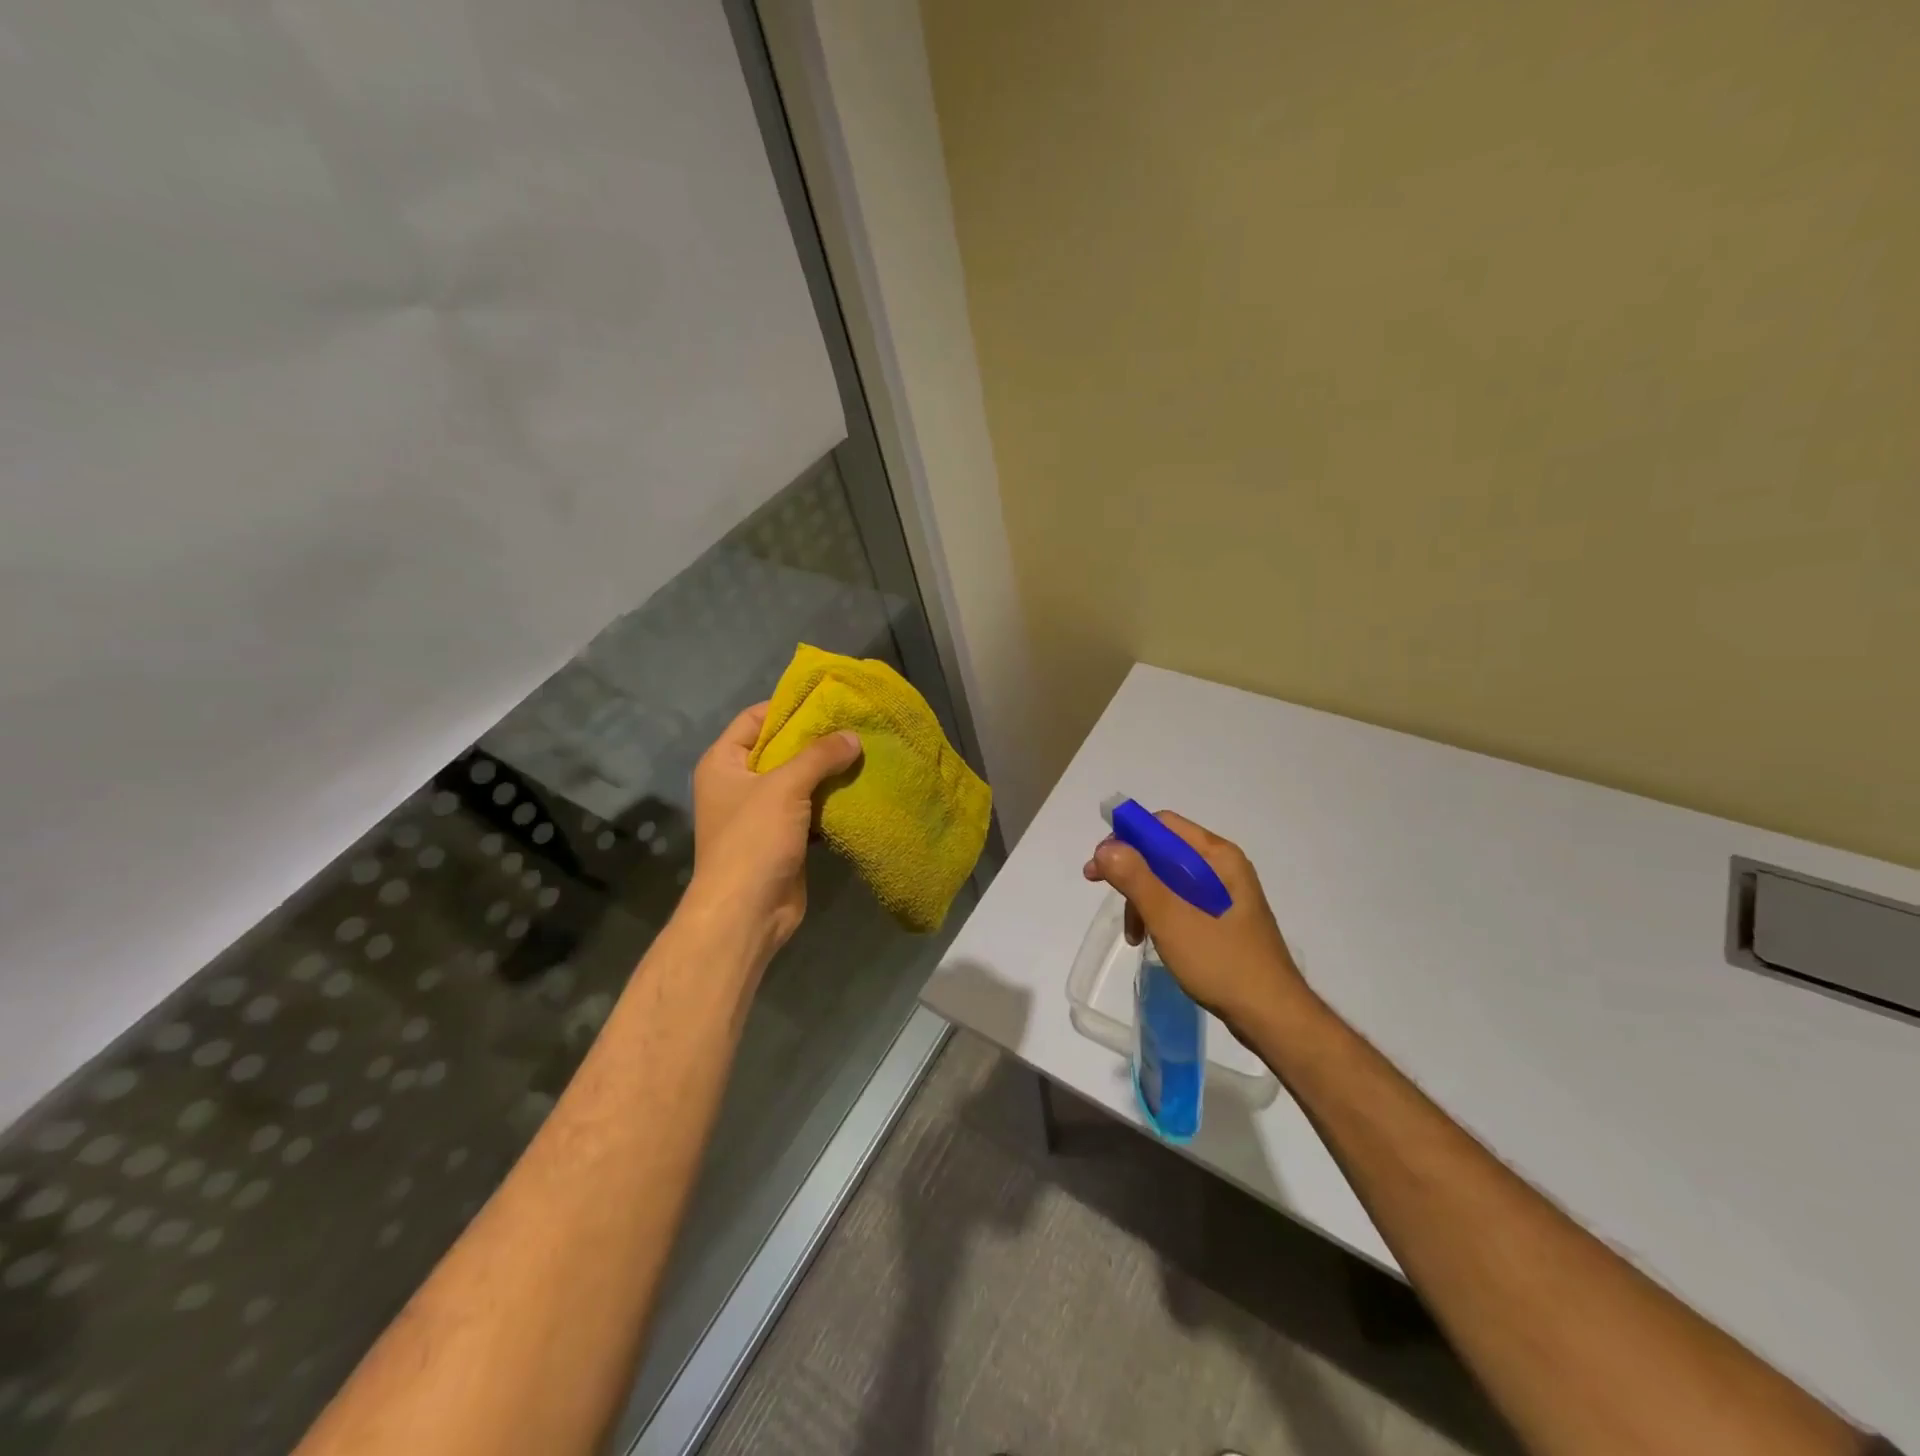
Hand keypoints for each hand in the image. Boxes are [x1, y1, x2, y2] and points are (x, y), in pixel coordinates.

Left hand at [686, 702, 862, 959]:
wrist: (746, 912)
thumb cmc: (753, 840)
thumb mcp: (785, 787)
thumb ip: (819, 755)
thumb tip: (852, 736)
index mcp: (724, 762)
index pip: (754, 719)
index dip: (788, 707)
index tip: (827, 700)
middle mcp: (739, 783)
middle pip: (780, 749)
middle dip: (816, 740)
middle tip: (855, 726)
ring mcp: (760, 812)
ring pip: (798, 781)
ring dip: (827, 772)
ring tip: (864, 752)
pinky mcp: (783, 837)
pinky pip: (809, 809)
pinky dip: (830, 800)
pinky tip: (859, 789)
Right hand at [1083, 811, 1309, 1039]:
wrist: (1273, 1017)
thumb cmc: (1222, 962)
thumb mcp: (1170, 918)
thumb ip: (1136, 878)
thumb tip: (1105, 847)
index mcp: (1217, 857)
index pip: (1163, 825)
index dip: (1126, 837)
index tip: (1100, 863)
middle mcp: (1223, 867)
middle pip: (1165, 851)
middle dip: (1130, 869)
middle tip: (1100, 887)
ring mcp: (1225, 895)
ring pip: (1170, 879)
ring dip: (1143, 897)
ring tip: (1132, 932)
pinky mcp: (1224, 920)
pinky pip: (1182, 902)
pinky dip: (1160, 914)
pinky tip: (1150, 939)